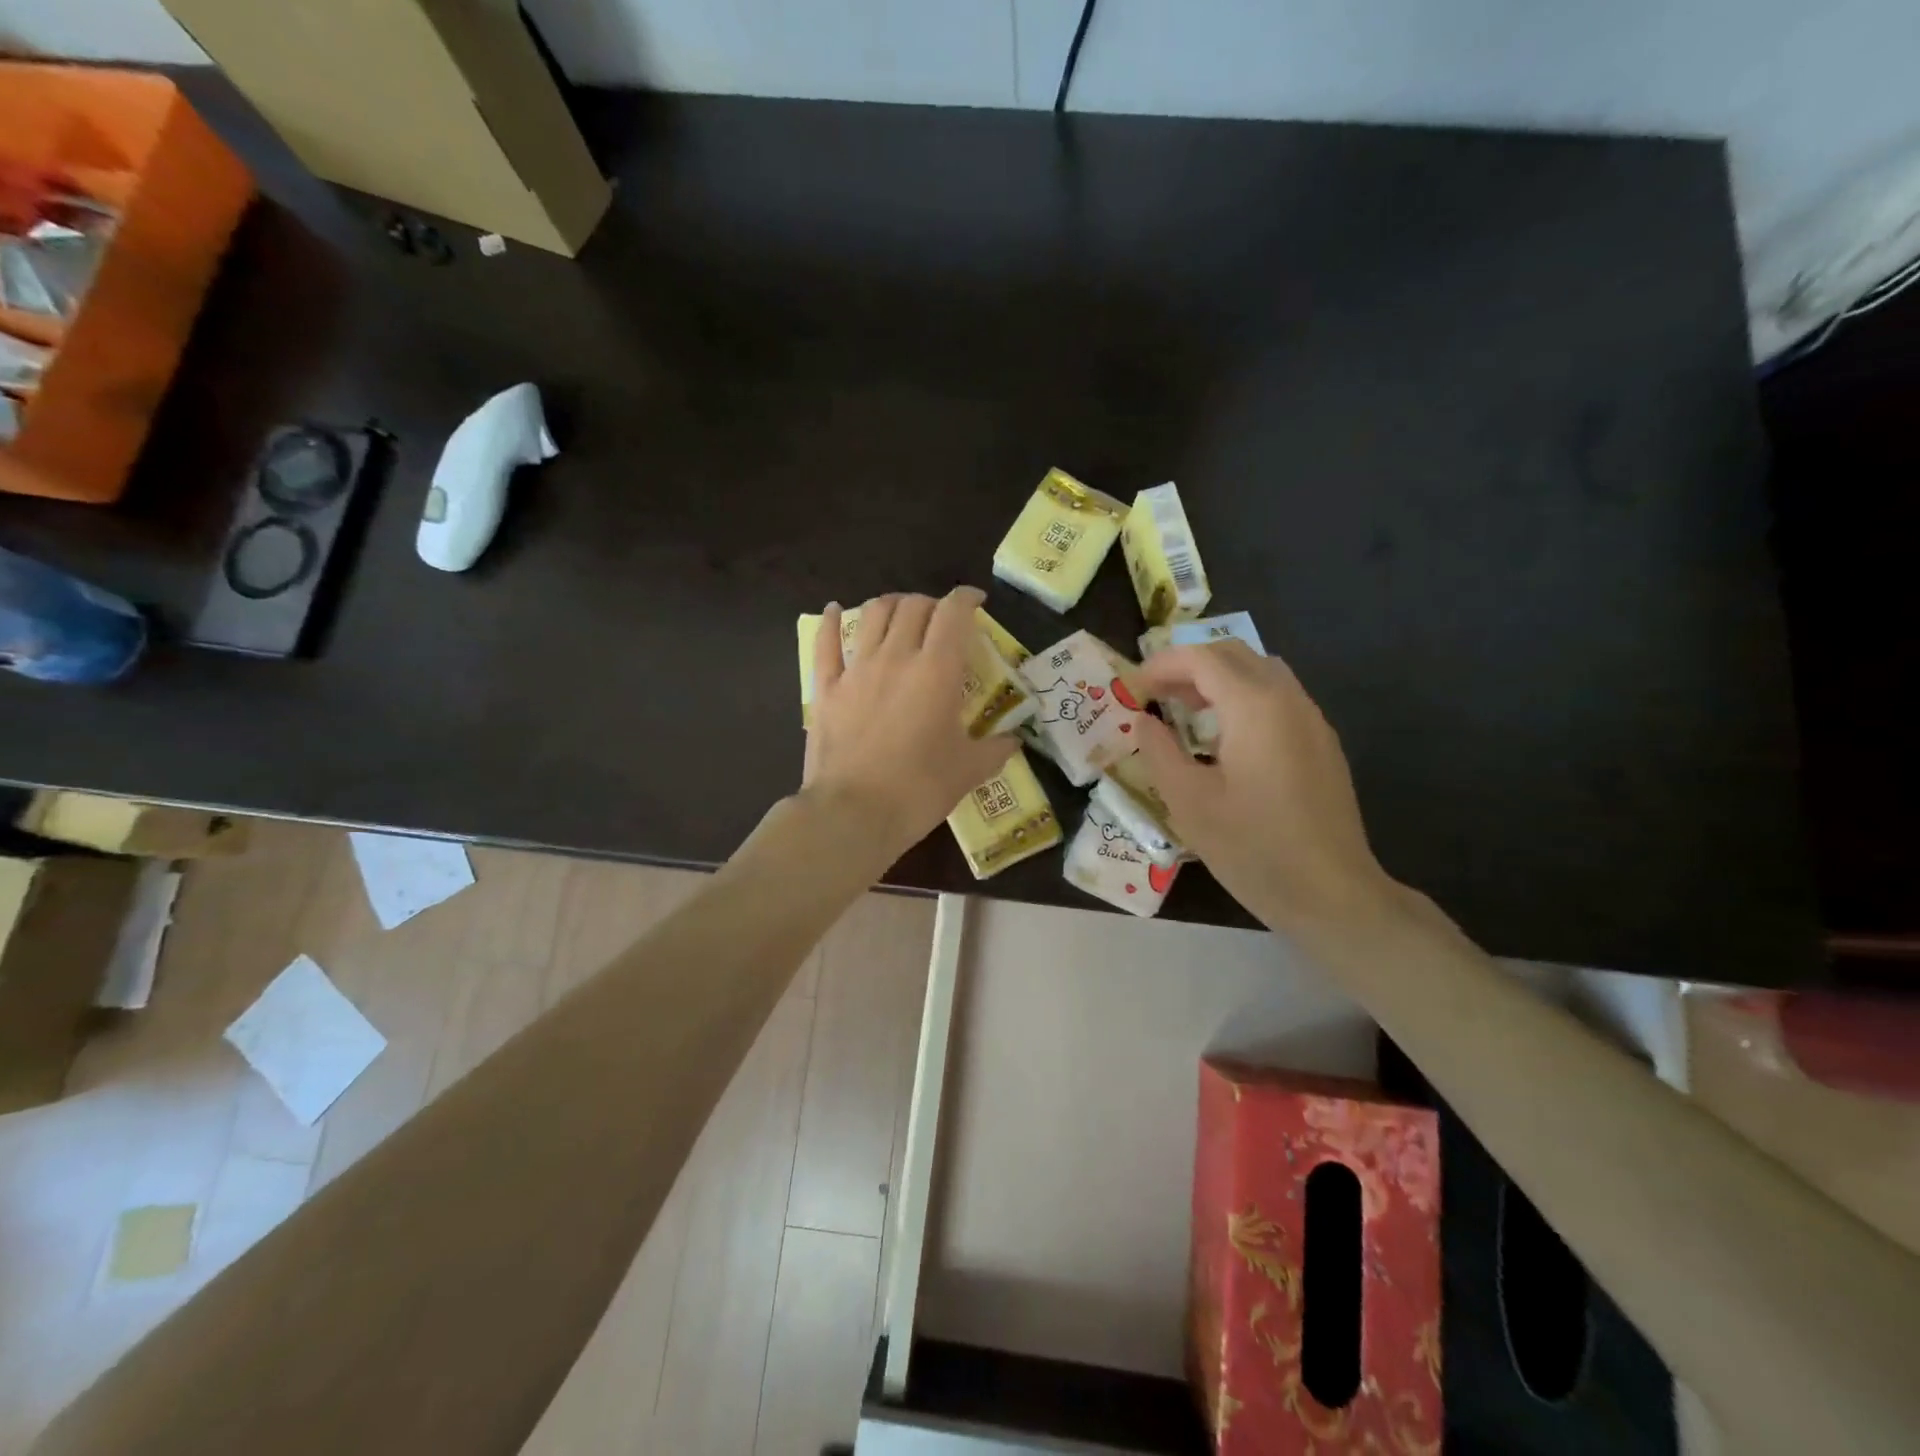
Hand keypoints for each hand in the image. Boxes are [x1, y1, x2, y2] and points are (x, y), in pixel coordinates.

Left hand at [803, 587, 1016, 861]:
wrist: (854, 814)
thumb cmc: (919, 790)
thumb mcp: (969, 771)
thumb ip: (996, 749)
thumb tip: (1014, 741)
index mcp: (937, 671)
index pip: (953, 613)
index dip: (966, 598)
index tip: (975, 601)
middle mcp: (896, 657)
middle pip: (913, 607)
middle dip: (931, 603)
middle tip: (941, 619)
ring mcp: (856, 670)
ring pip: (872, 614)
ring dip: (891, 605)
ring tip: (900, 612)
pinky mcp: (825, 689)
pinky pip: (824, 644)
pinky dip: (829, 622)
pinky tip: (831, 610)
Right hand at [1134, 641, 1404, 936]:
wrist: (1331, 893)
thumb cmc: (1252, 847)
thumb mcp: (1189, 801)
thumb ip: (1159, 751)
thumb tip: (1143, 720)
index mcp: (1254, 707)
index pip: (1203, 659)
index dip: (1163, 664)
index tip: (1134, 686)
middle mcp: (1288, 700)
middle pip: (1235, 655)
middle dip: (1190, 666)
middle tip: (1156, 695)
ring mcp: (1312, 720)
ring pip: (1261, 673)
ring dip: (1218, 680)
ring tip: (1186, 711)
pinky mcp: (1322, 744)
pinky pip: (1278, 698)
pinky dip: (1243, 698)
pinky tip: (1225, 739)